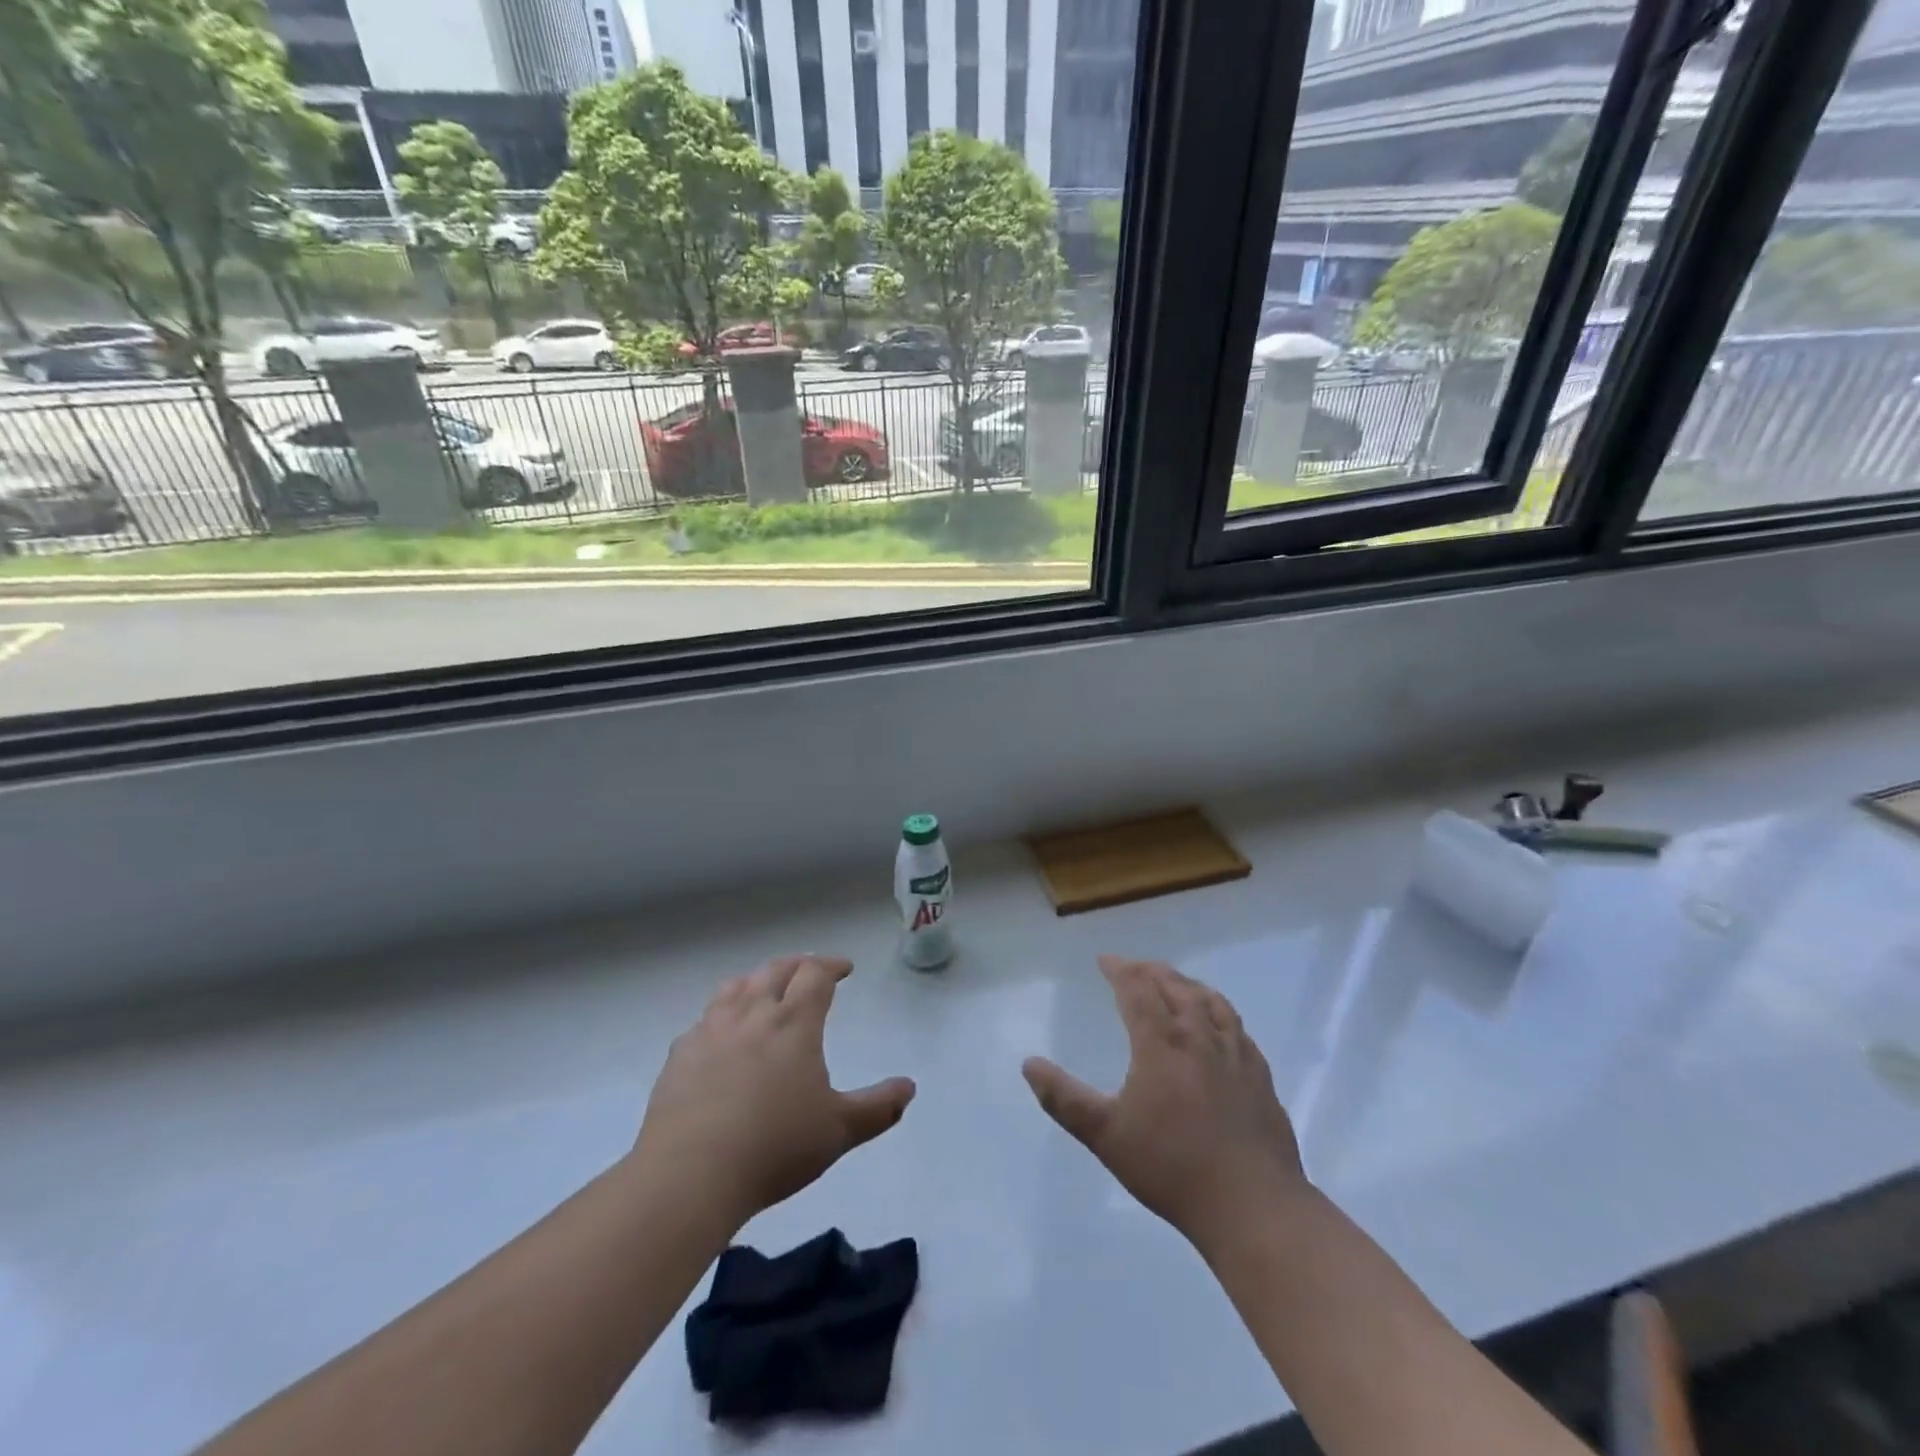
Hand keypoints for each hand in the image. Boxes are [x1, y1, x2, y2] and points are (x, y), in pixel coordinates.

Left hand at [632, 956, 915, 1226]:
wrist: (690, 1175)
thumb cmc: (774, 1147)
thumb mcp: (839, 1131)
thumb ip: (878, 1108)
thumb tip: (909, 1088)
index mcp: (794, 1023)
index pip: (815, 974)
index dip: (832, 965)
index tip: (844, 968)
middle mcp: (752, 1014)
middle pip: (775, 970)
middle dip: (798, 965)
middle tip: (809, 971)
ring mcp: (711, 1031)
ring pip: (735, 986)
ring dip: (757, 980)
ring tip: (764, 989)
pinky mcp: (680, 1055)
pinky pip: (703, 1020)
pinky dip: (720, 1015)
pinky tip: (720, 1035)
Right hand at [1023, 955, 1306, 1252]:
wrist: (1252, 1205)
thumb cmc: (1172, 1167)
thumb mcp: (1106, 1136)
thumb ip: (1064, 1099)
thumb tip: (1029, 1064)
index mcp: (1161, 1042)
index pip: (1137, 990)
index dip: (1119, 970)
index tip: (1105, 960)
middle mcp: (1199, 1036)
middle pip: (1175, 987)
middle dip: (1150, 971)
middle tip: (1134, 968)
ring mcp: (1235, 1054)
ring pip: (1210, 1001)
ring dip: (1187, 984)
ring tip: (1175, 983)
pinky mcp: (1260, 1075)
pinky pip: (1237, 1027)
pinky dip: (1220, 1011)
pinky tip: (1219, 1024)